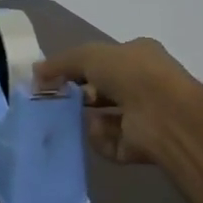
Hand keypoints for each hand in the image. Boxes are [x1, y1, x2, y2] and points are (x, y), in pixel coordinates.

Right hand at [34, 37, 202, 165]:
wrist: (166, 116)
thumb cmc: (132, 74)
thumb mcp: (89, 55)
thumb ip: (61, 63)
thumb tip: (35, 72)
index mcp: (139, 56)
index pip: (104, 61)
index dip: (77, 68)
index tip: (53, 78)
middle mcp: (145, 85)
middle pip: (103, 91)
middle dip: (81, 96)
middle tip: (59, 100)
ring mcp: (145, 117)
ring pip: (105, 120)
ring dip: (89, 120)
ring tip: (75, 119)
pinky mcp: (141, 146)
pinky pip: (110, 144)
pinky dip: (100, 141)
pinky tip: (98, 133)